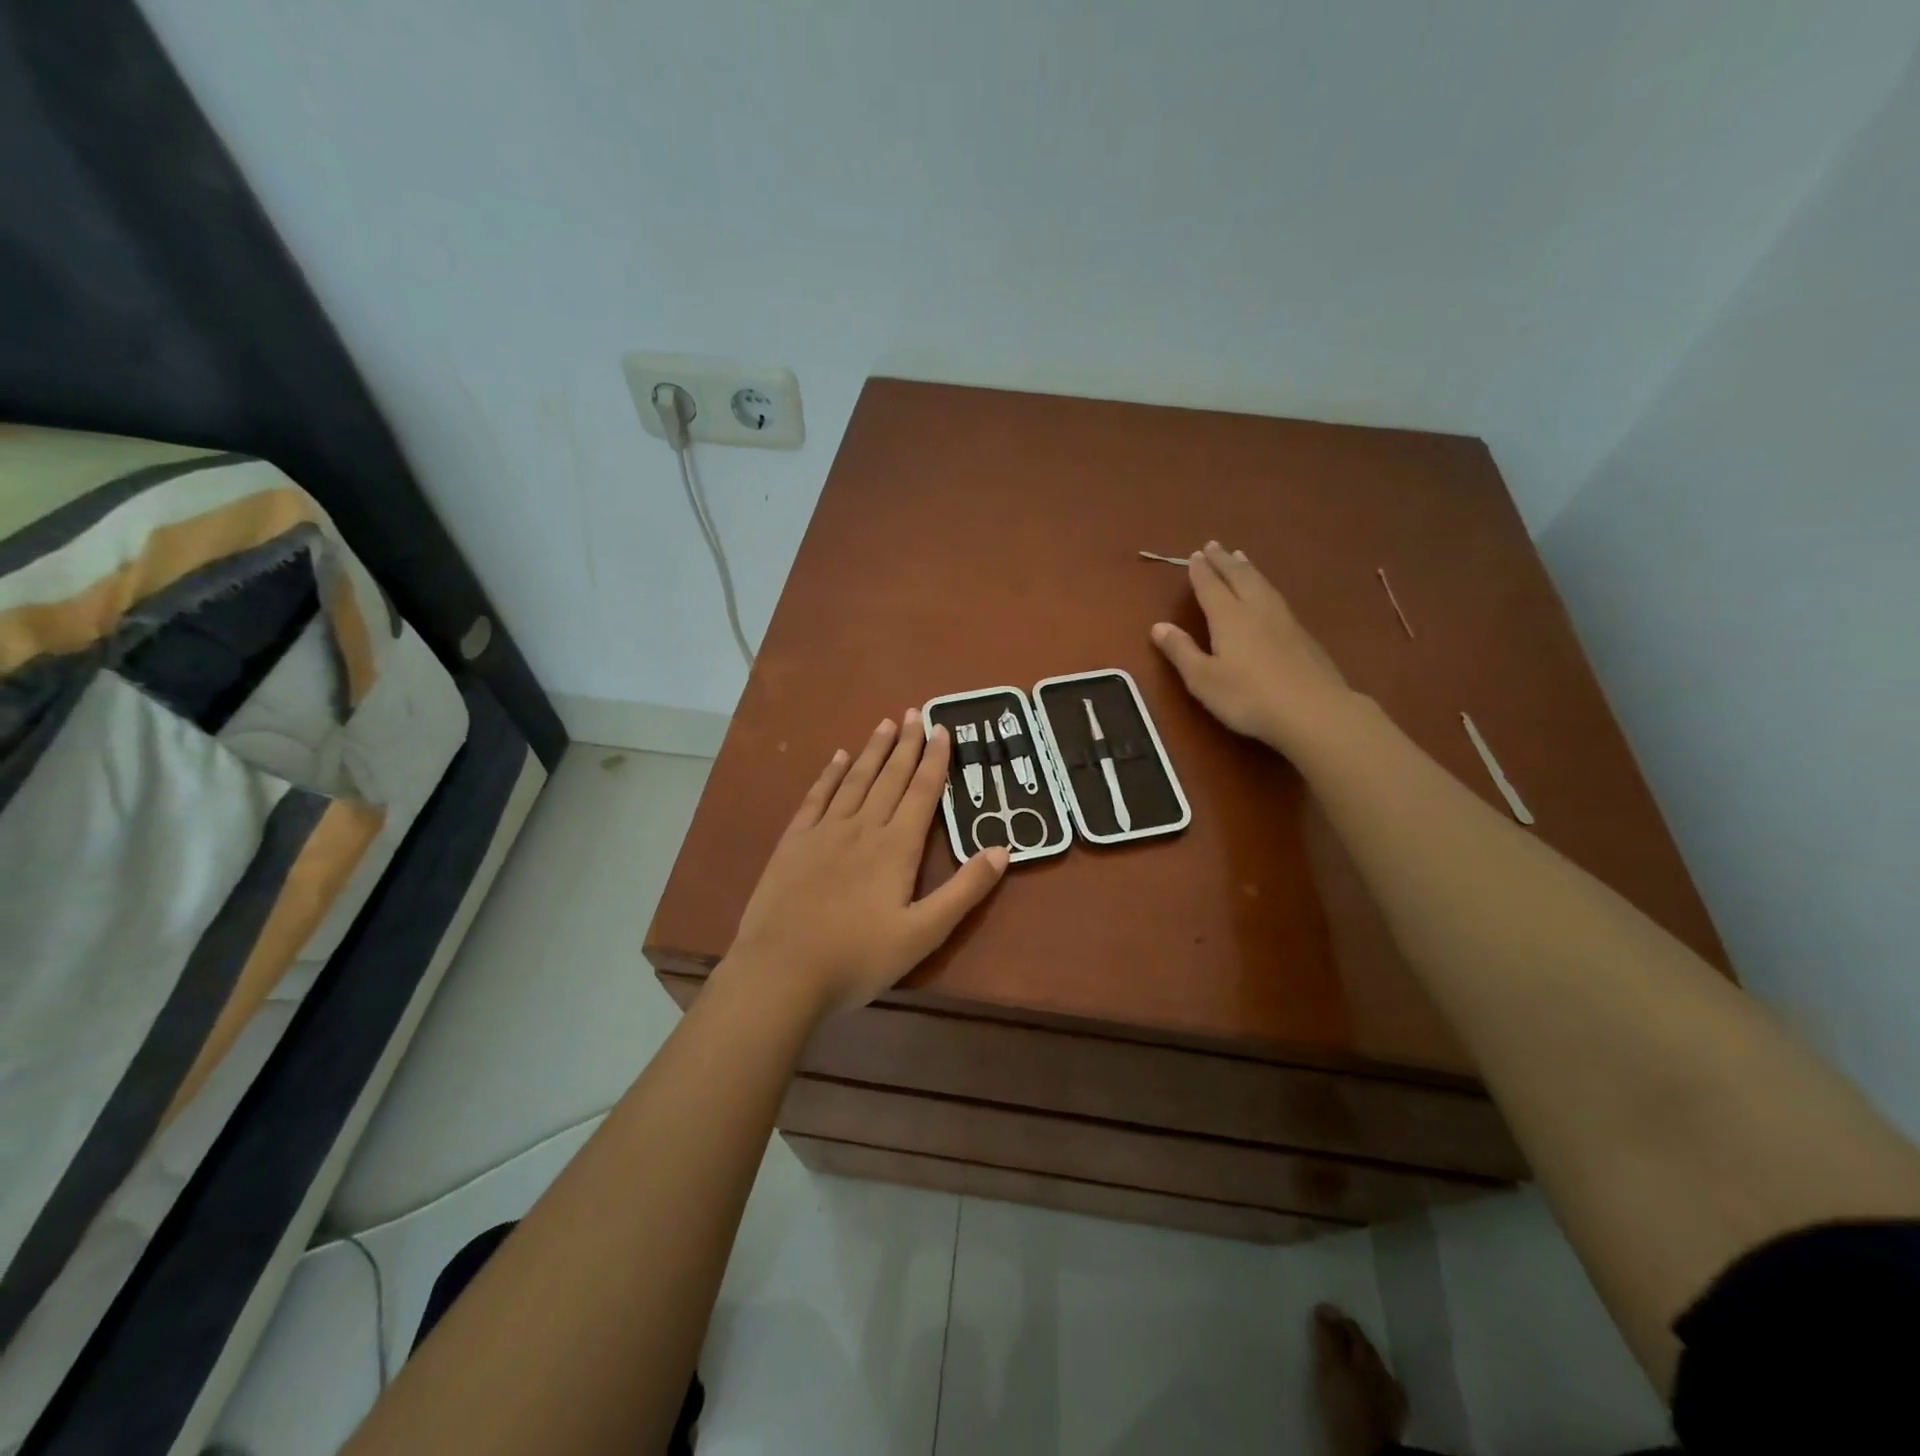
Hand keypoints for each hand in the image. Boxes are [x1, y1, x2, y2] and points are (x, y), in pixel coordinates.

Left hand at [722, 711, 1008, 1018]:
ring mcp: (824, 832)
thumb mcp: (923, 933)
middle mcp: (862, 828)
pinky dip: (829, 774)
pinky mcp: (793, 843)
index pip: (923, 792)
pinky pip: (816, 797)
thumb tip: (1003, 849)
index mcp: (896, 848)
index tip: (942, 729)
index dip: (935, 760)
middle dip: (906, 744)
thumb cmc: (858, 958)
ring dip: (873, 751)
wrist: (781, 972)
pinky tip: (837, 757)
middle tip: (915, 712)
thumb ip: (964, 891)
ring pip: (855, 780)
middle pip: (890, 778)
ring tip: (885, 724)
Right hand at [1151, 541, 1352, 752]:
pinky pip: (1277, 597)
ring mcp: (1284, 621)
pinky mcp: (1303, 635)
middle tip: (1215, 544)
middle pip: (1239, 577)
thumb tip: (1159, 626)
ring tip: (1241, 557)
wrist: (1313, 711)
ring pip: (1262, 584)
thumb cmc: (1248, 697)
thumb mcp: (1203, 679)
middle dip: (1224, 561)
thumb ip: (1181, 651)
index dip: (1201, 571)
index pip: (1211, 587)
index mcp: (1229, 618)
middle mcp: (1256, 610)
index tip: (1195, 555)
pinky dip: (1265, 586)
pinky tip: (1268, 594)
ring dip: (1248, 569)